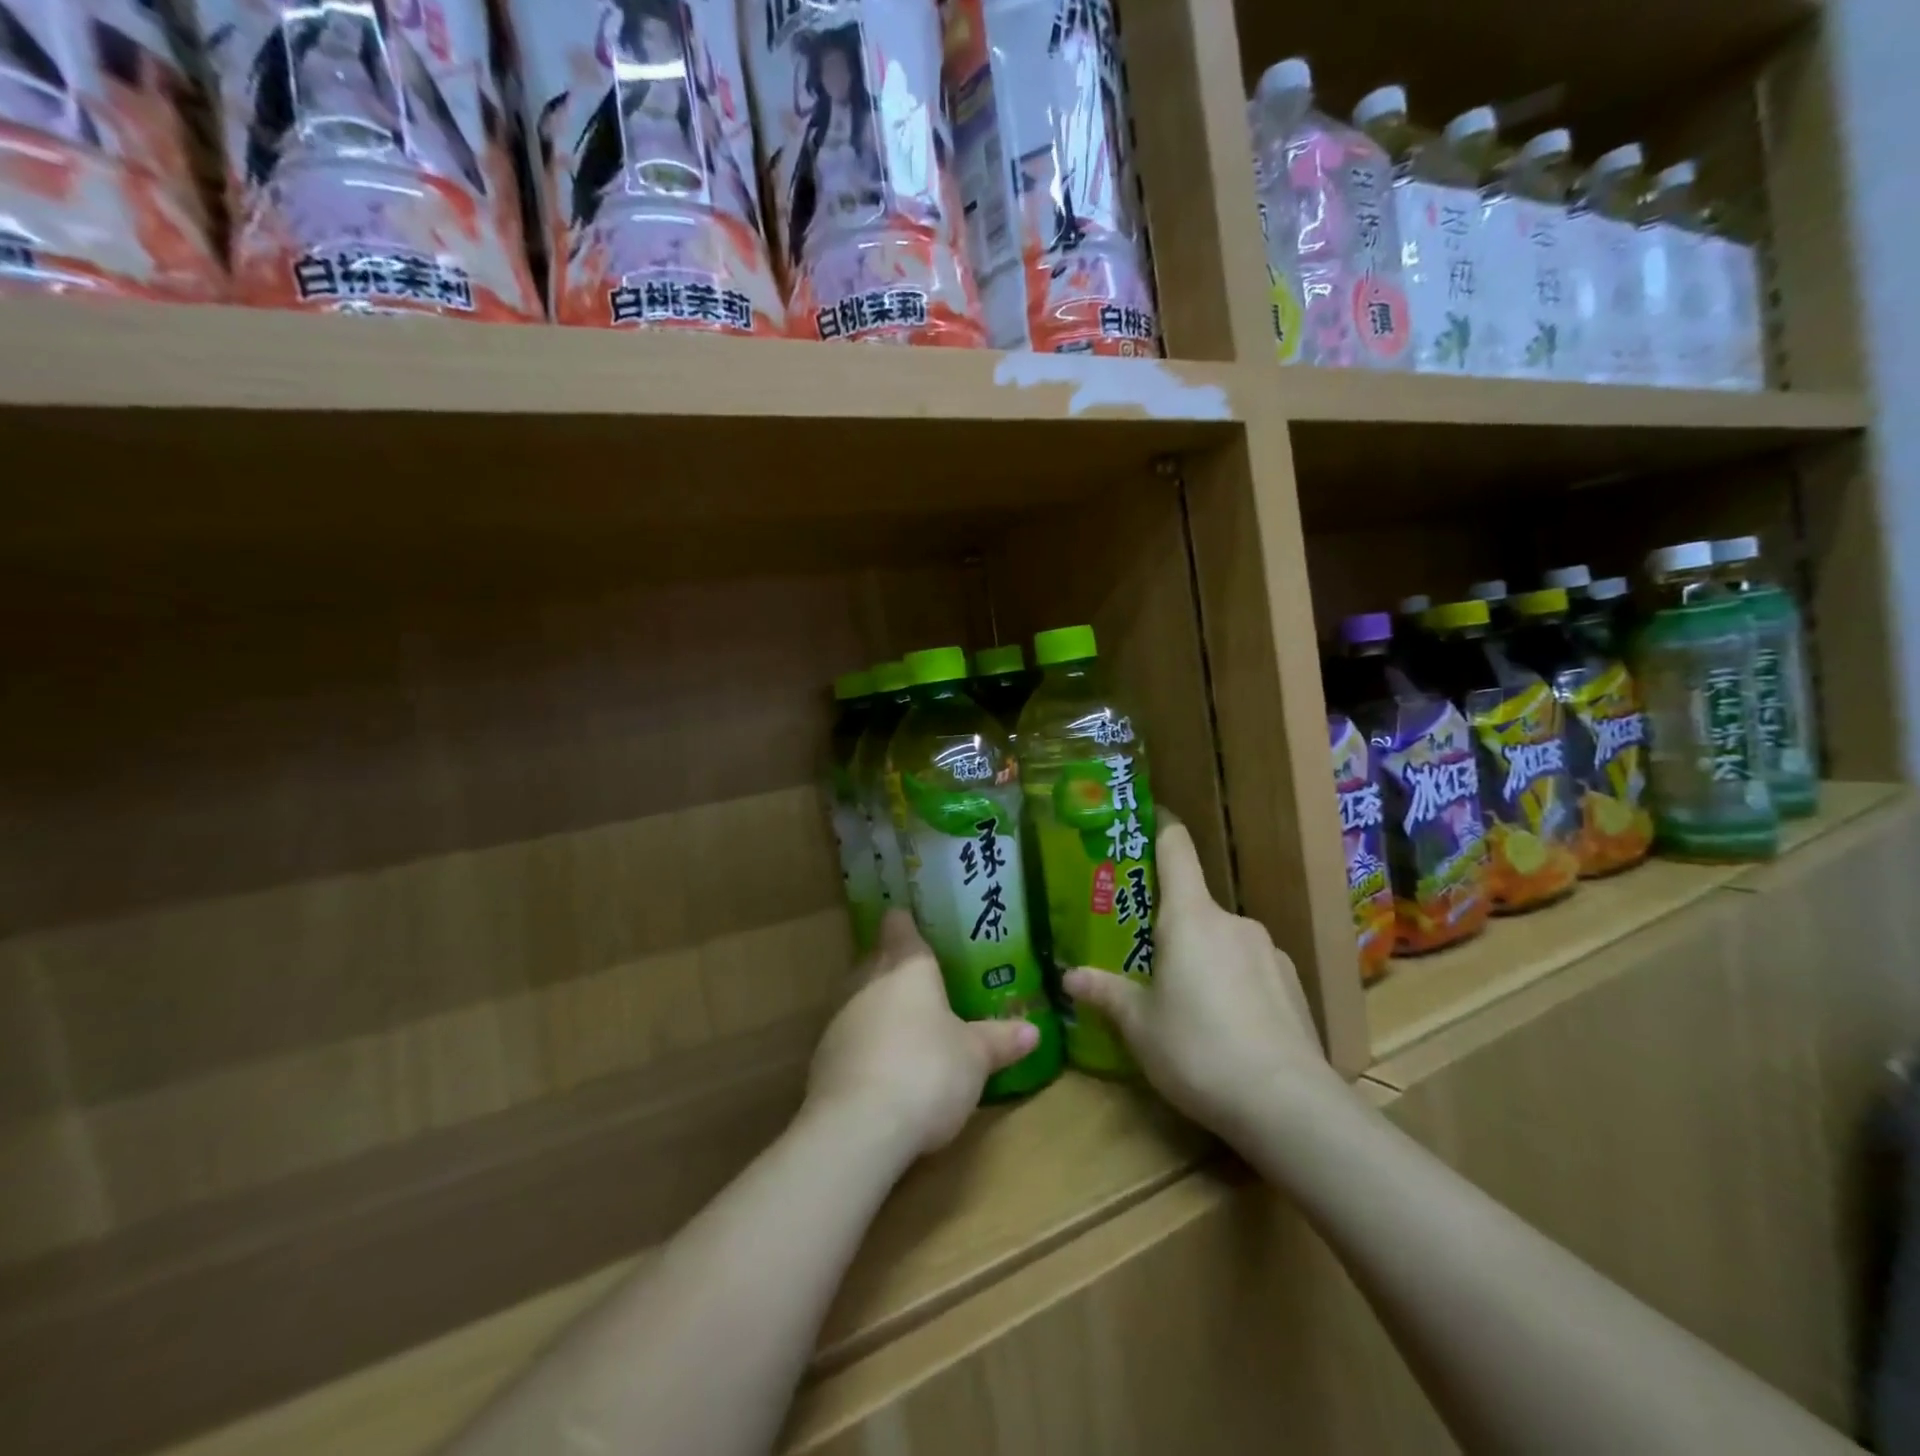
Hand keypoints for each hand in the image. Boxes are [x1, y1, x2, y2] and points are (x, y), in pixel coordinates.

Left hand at [806, 911, 1039, 1160]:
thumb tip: (1032, 1031)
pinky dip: (865, 1045)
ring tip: (906, 1025)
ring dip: (878, 1008)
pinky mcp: (822, 1059)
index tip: (910, 919)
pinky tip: (884, 1068)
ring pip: (860, 1000)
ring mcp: (840, 1020)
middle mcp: (868, 983)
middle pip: (877, 961)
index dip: (905, 922)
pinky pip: (850, 1039)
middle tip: (921, 979)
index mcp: (907, 968)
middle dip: (894, 967)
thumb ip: (999, 1040)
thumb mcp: (975, 1057)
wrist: (858, 1127)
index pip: (899, 927)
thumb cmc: (928, 1070)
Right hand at [1062, 824, 1336, 1147]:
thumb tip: (1069, 977)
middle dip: (1168, 922)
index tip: (1146, 816)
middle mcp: (1232, 920)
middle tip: (1143, 952)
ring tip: (1185, 999)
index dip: (1161, 826)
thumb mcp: (1140, 1026)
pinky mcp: (1293, 982)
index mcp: (1190, 917)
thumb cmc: (1198, 1050)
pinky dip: (1232, 980)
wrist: (1288, 1105)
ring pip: (1222, 939)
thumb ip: (1106, 993)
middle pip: (1194, 903)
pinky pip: (1249, 966)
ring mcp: (1268, 950)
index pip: (1176, 849)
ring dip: (1202, 955)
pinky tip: (1226, 1024)